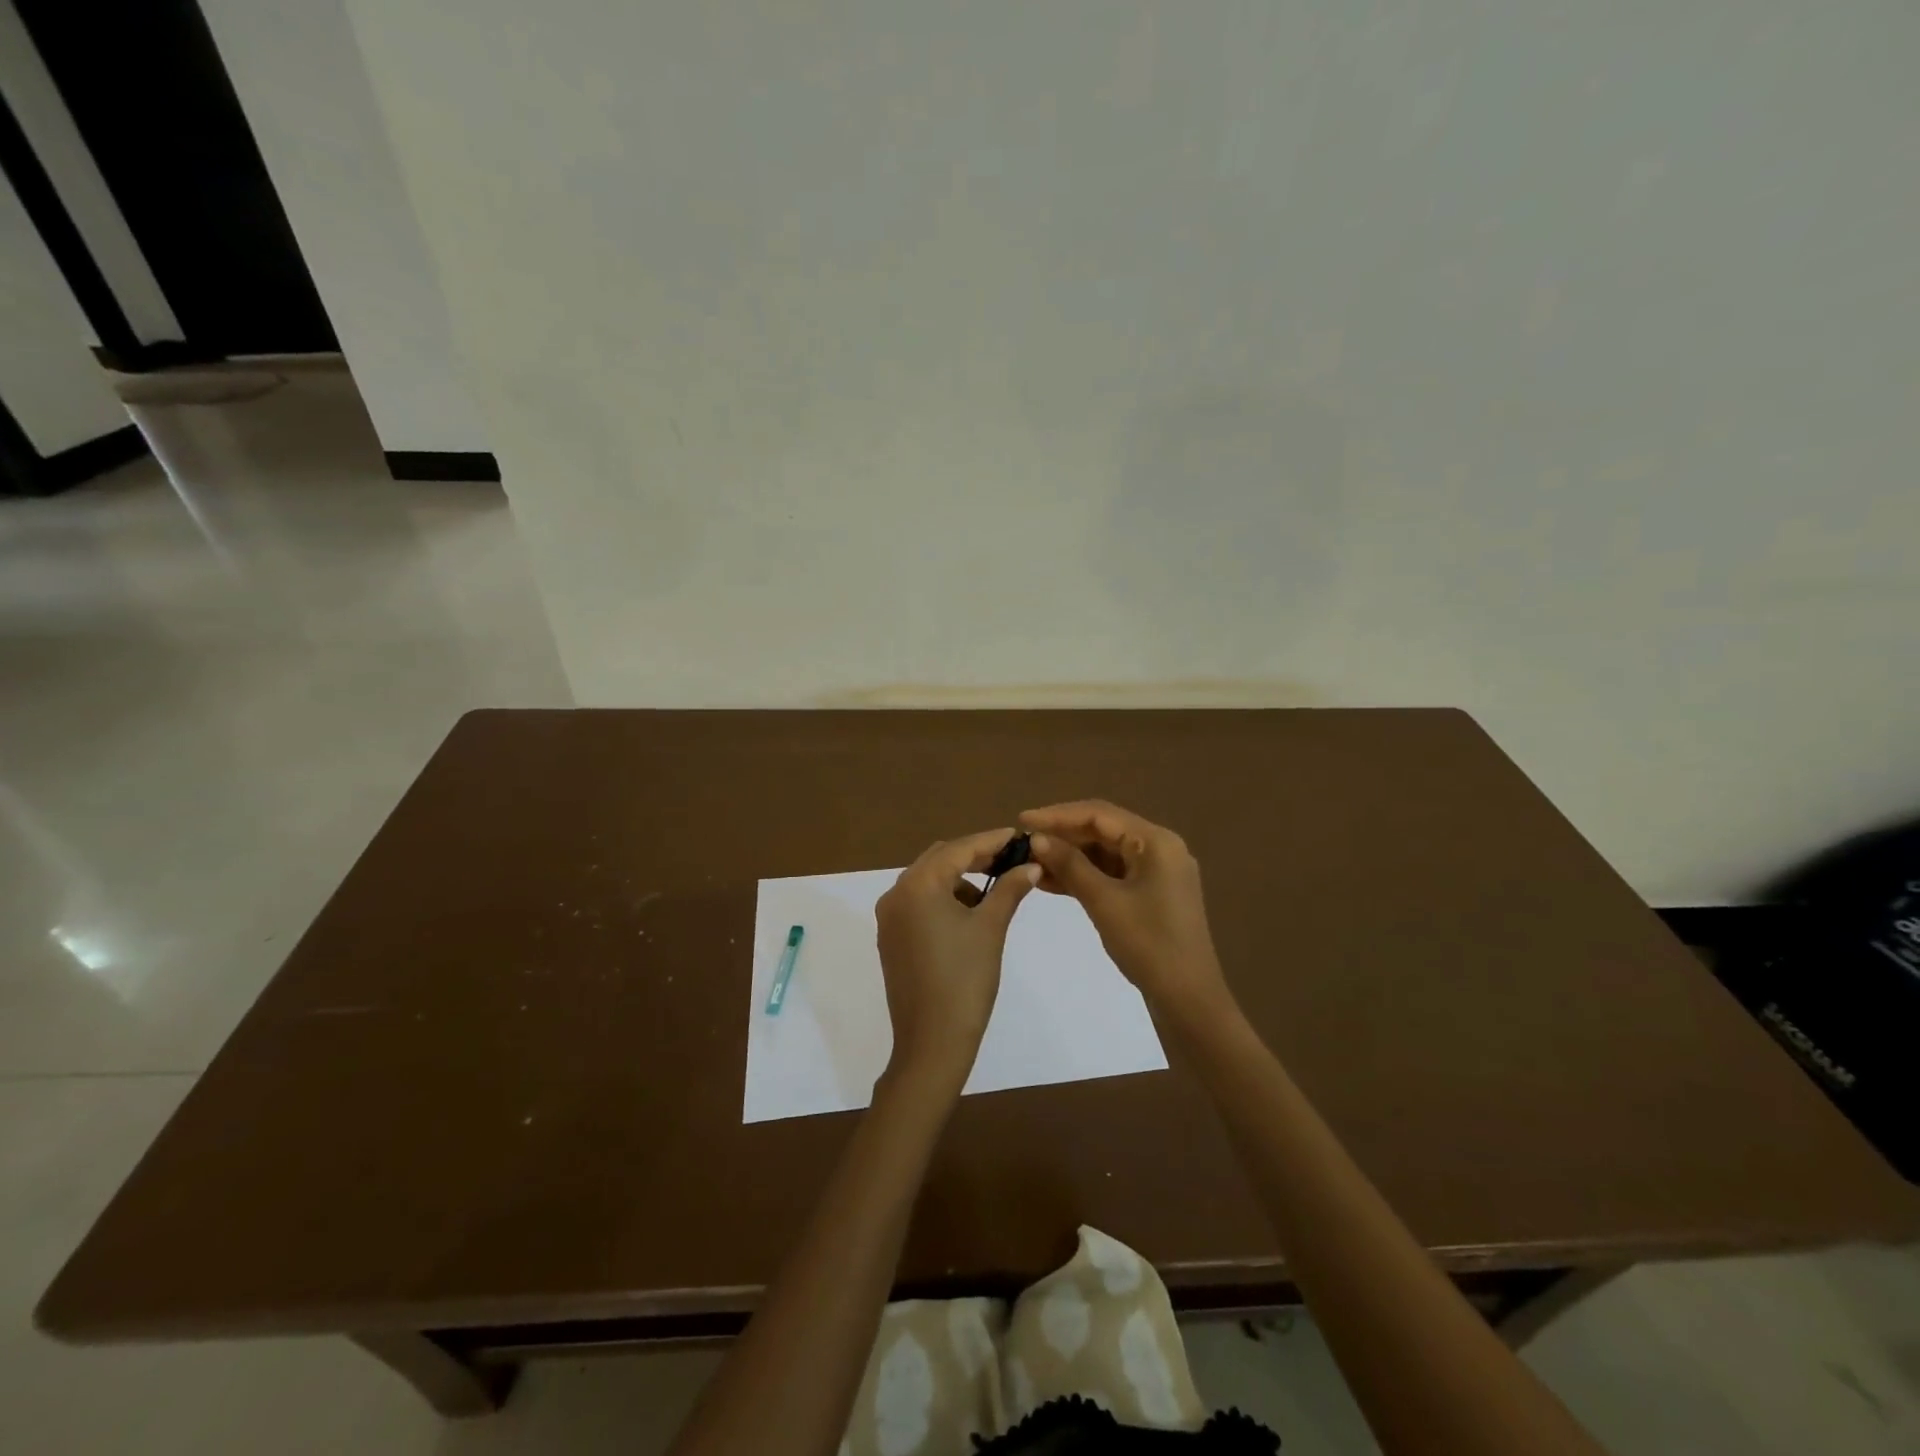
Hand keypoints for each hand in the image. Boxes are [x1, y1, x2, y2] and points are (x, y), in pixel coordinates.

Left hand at [875, 829, 1041, 1090]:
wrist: (932, 1042)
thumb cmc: (965, 980)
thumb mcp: (991, 929)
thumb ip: (1009, 889)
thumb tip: (1031, 865)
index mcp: (917, 885)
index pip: (959, 849)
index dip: (991, 840)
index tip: (1020, 836)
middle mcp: (896, 893)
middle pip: (940, 859)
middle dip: (975, 856)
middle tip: (1011, 859)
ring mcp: (889, 917)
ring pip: (928, 880)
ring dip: (960, 878)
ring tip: (995, 891)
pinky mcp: (891, 938)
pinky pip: (919, 903)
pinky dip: (944, 899)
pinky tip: (970, 913)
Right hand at [1019, 800, 1232, 1020]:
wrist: (1188, 1000)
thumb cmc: (1148, 945)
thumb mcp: (1104, 901)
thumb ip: (1070, 865)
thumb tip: (1037, 838)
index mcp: (1156, 841)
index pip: (1099, 814)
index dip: (1057, 815)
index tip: (1022, 821)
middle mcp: (1160, 848)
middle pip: (1103, 830)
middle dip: (1063, 836)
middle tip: (1024, 844)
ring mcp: (1157, 872)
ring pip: (1105, 853)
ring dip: (1070, 857)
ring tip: (1031, 862)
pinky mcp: (1151, 894)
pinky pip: (1112, 874)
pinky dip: (1084, 876)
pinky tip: (1051, 882)